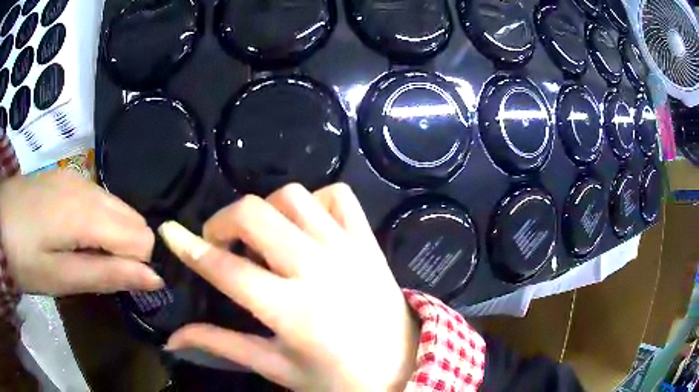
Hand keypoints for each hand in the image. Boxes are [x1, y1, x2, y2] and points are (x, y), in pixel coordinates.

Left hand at [0, 171, 162, 294]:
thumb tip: (154, 278)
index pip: (141, 238)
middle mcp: (89, 187)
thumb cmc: (22, 255)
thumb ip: (106, 275)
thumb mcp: (59, 277)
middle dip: (130, 251)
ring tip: (89, 257)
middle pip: (134, 219)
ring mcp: (78, 178)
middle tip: (103, 274)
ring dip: (114, 237)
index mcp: (86, 213)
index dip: (139, 266)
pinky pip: (100, 200)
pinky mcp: (67, 178)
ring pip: (119, 208)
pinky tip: (79, 236)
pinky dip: (101, 223)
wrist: (0, 216)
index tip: (121, 285)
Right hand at [159, 184, 418, 390]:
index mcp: (293, 311)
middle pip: (255, 214)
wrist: (405, 367)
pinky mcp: (369, 240)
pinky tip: (308, 229)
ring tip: (266, 240)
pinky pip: (338, 195)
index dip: (189, 247)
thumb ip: (223, 347)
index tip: (169, 231)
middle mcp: (318, 269)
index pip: (227, 270)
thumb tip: (174, 338)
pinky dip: (315, 202)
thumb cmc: (340, 378)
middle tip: (222, 245)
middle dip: (224, 221)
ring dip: (267, 210)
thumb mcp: (278, 368)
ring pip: (293, 197)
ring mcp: (348, 248)